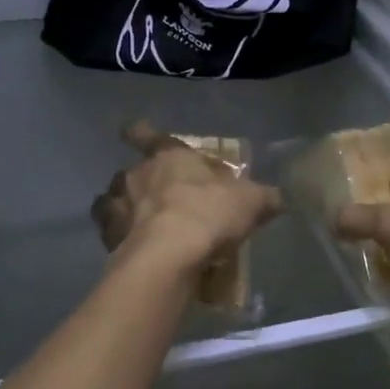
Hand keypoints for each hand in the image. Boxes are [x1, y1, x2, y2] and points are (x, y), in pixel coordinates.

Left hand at [92, 121, 280, 277]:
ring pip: (111, 200)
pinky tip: (131, 250)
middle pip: (131, 171)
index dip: (140, 132)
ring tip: (139, 224)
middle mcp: (137, 175)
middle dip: (141, 182)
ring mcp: (118, 207)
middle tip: (159, 198)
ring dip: (122, 208)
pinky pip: (108, 233)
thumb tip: (281, 197)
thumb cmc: (208, 214)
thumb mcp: (249, 202)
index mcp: (168, 155)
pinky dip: (116, 239)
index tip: (131, 131)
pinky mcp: (109, 239)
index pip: (146, 134)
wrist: (169, 257)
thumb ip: (263, 197)